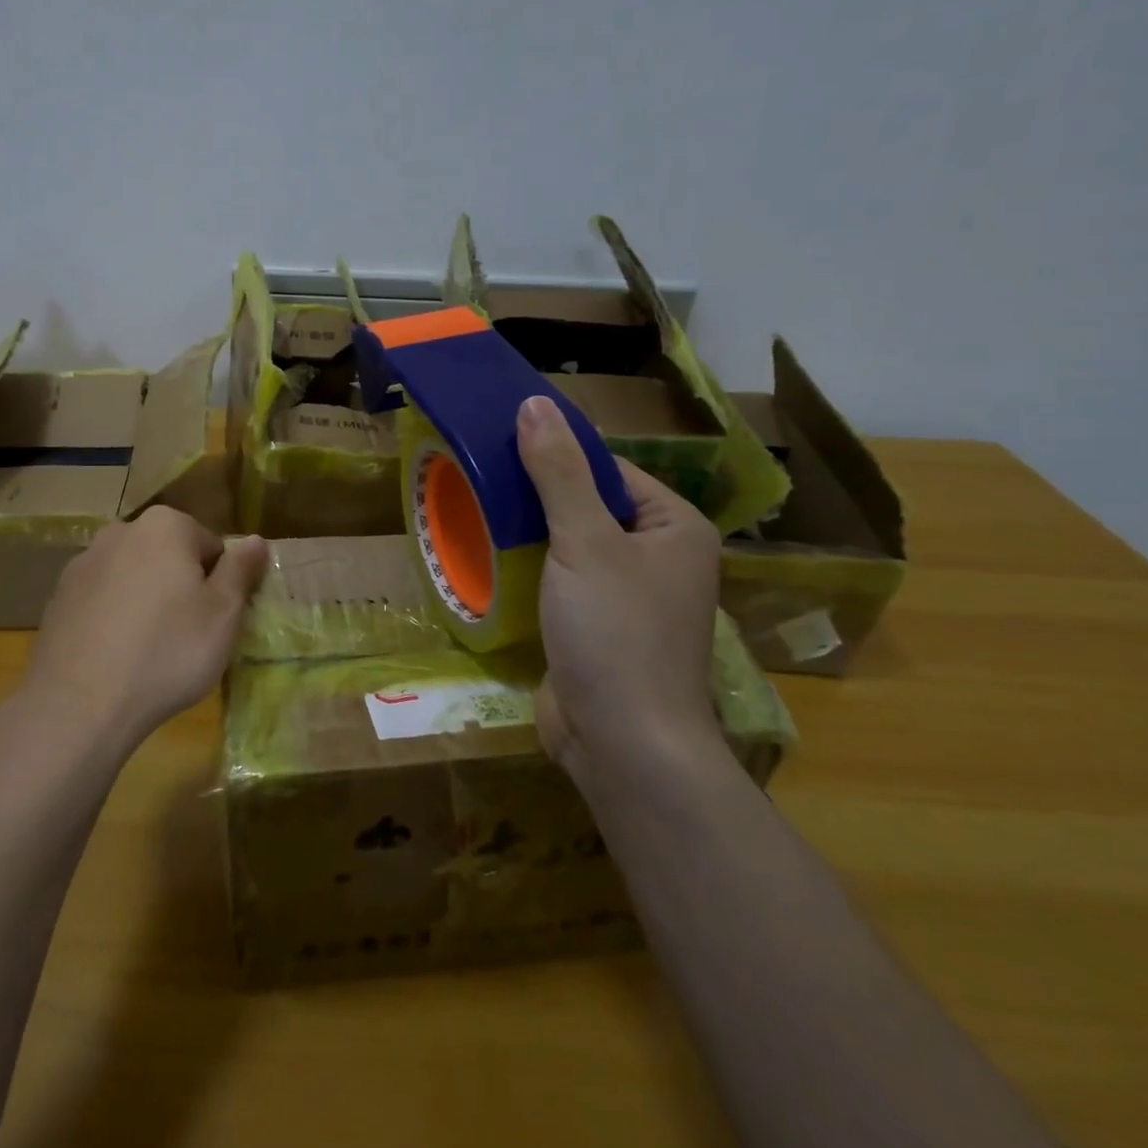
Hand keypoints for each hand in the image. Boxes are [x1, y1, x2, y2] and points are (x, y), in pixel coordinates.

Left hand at [21, 507, 267, 750]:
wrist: (79, 704)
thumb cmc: (167, 651)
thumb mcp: (223, 614)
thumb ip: (241, 569)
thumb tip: (256, 540)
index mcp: (165, 525)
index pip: (211, 545)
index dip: (220, 584)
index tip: (215, 620)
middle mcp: (120, 531)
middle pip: (169, 556)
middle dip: (181, 587)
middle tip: (188, 636)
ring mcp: (83, 563)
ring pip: (134, 577)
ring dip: (147, 601)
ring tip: (150, 650)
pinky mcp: (58, 597)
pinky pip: (102, 600)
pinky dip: (114, 618)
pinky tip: (117, 656)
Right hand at [516, 395, 723, 778]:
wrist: (624, 744)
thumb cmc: (615, 632)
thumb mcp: (585, 542)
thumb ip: (559, 473)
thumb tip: (535, 403)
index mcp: (674, 527)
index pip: (608, 469)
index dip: (556, 456)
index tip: (499, 447)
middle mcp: (658, 556)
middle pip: (587, 505)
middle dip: (535, 496)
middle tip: (478, 479)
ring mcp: (627, 596)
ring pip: (568, 545)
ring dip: (526, 533)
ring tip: (473, 510)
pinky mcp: (596, 628)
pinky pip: (560, 581)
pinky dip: (528, 569)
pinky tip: (488, 558)